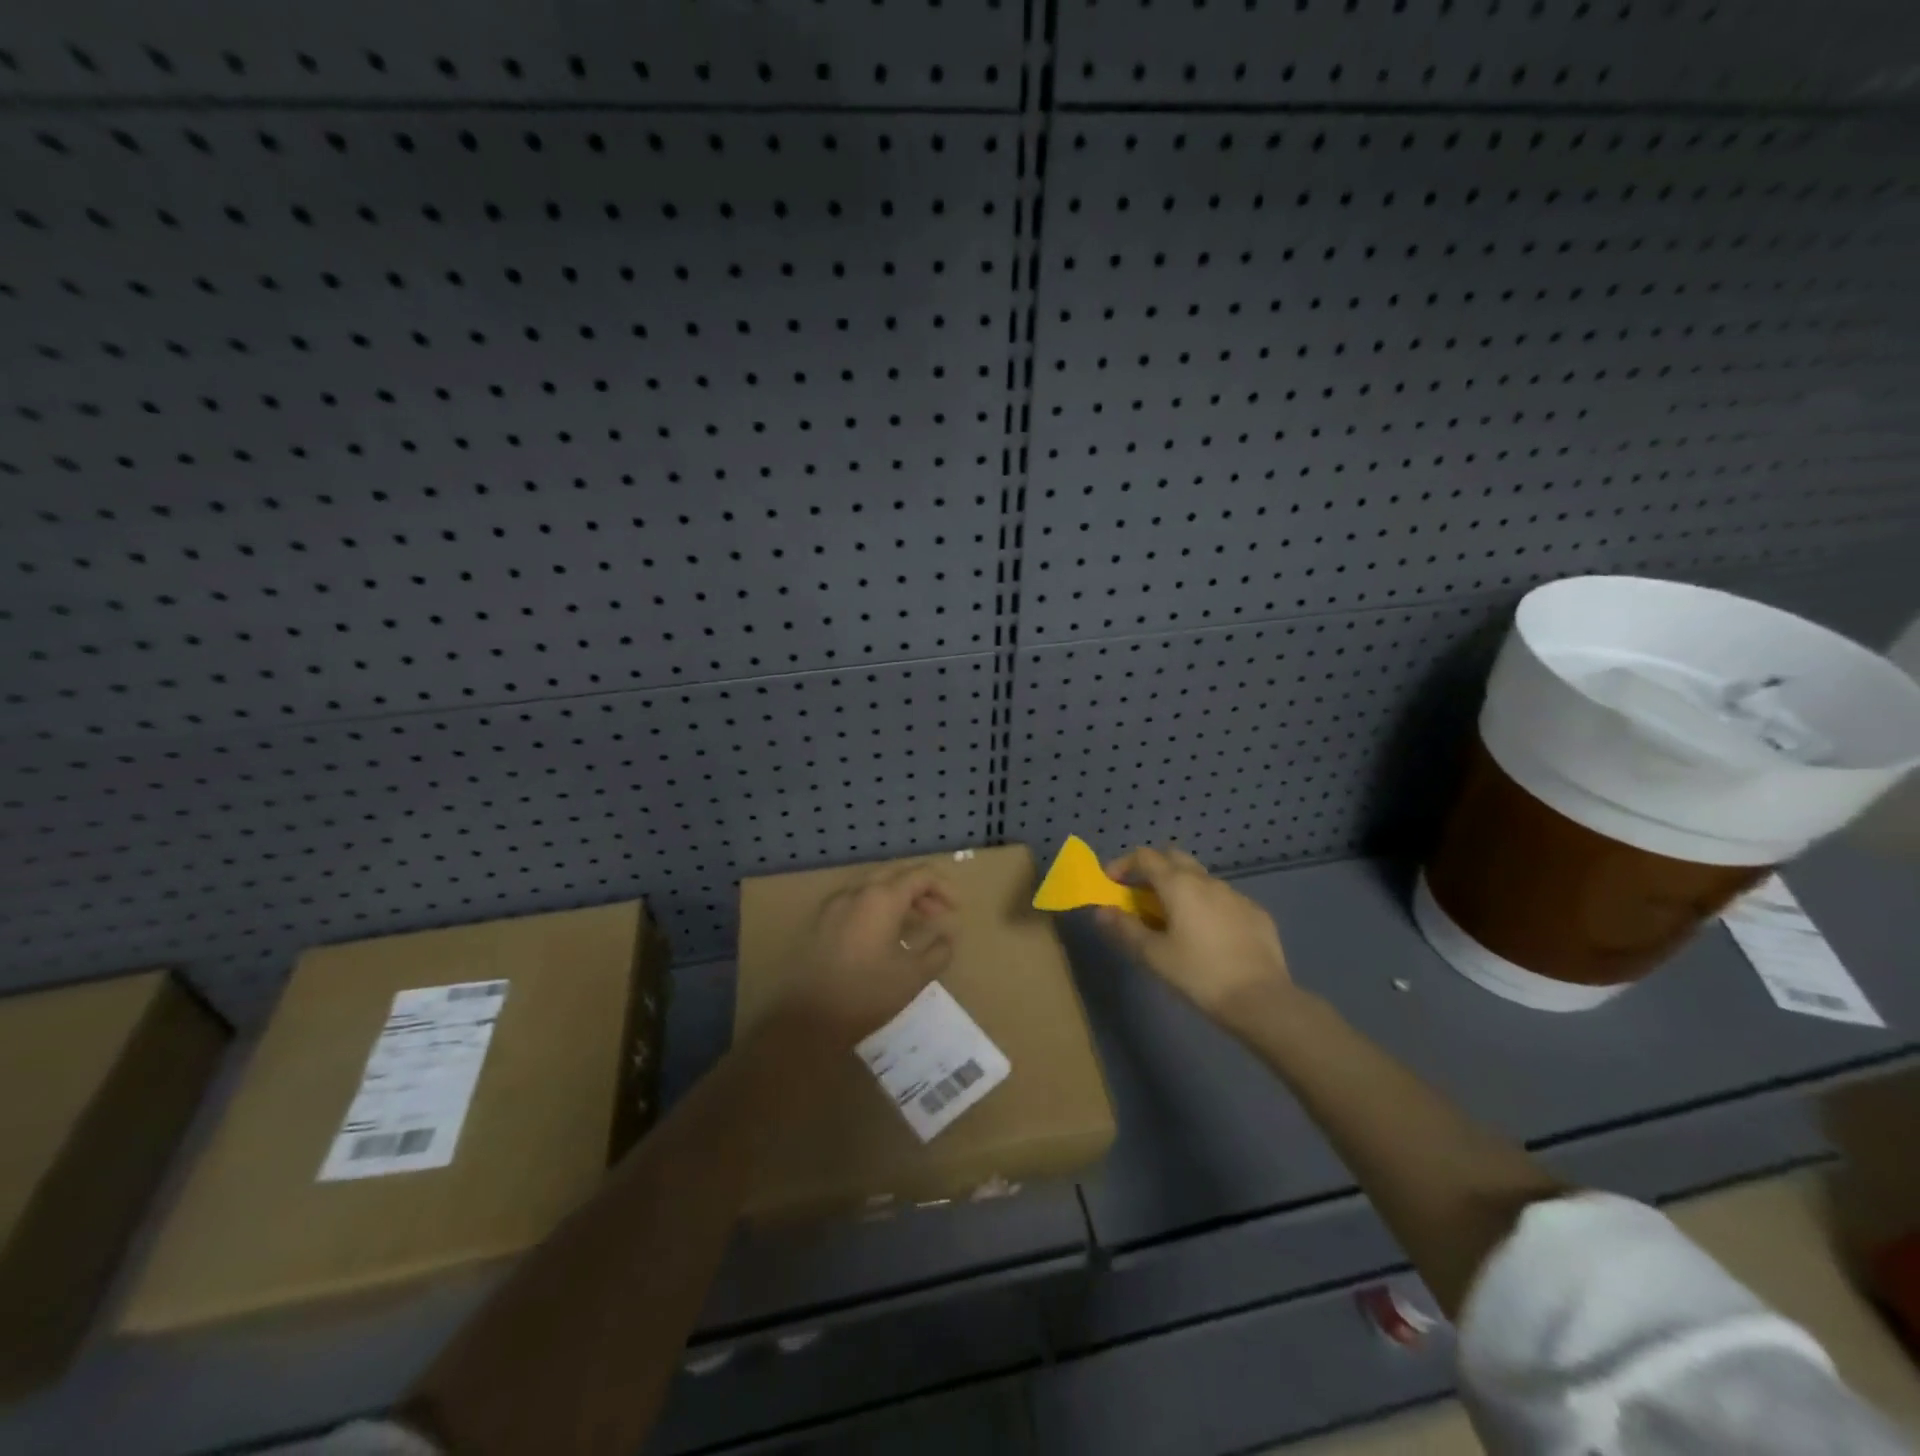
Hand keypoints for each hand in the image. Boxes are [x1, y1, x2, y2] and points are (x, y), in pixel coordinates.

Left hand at [778, 864, 957, 1045]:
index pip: (921, 875)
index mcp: (882, 898)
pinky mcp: (821, 920)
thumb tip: (948, 936)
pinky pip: (856, 901)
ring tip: (915, 925)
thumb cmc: (867, 994)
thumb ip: (938, 950)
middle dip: (922, 890)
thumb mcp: (913, 976)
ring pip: (874, 886)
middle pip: (897, 874)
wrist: (807, 1018)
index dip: (945, 887)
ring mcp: (834, 904)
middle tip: (938, 914)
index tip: (957, 910)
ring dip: (899, 898)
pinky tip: (884, 935)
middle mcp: (857, 891)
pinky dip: (877, 908)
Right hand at [1097, 846, 1294, 1023]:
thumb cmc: (1199, 975)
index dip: (1123, 864)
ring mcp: (1236, 894)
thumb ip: (1125, 929)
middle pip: (1174, 857)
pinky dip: (1207, 905)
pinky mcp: (1256, 913)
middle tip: (1141, 894)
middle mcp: (1207, 881)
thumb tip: (1101, 911)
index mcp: (1179, 885)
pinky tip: (1209, 935)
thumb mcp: (1154, 955)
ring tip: (1174, 918)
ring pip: (1201, 878)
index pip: (1145, 857)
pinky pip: (1224, 899)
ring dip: (1181, 887)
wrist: (1262, 1000)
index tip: (1112, 882)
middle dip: (1153, 868)